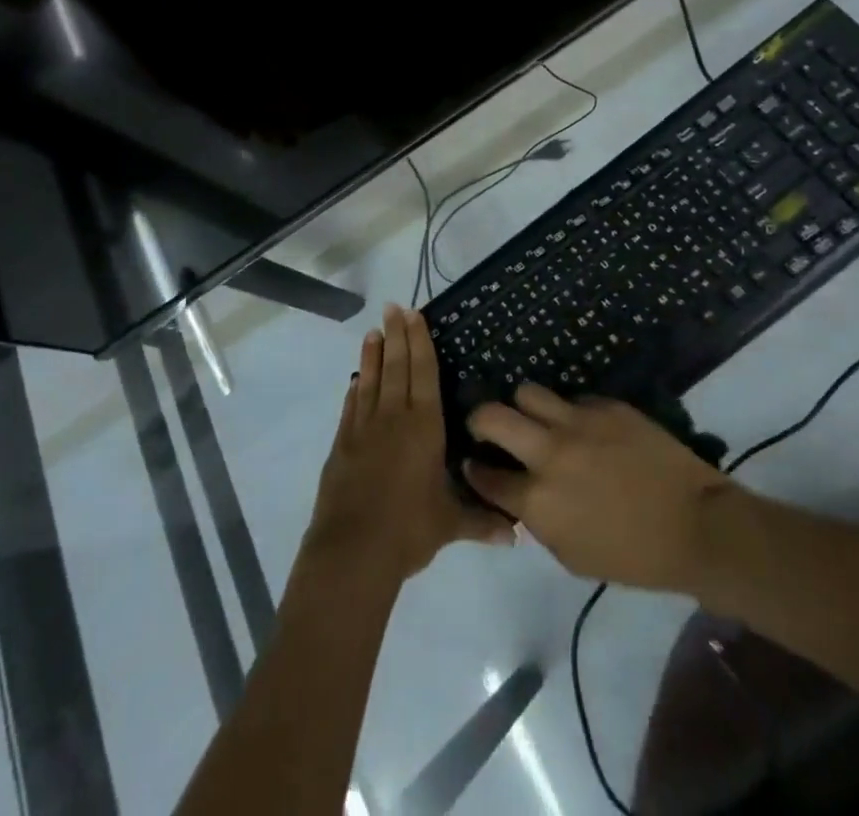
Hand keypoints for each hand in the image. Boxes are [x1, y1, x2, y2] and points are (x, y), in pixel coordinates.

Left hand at [303, 306, 514, 583]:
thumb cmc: (409, 529)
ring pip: (371, 380)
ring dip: (373, 354)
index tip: (414, 315)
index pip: (424, 373)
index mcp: (424, 427)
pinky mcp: (342, 445)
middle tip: (393, 307)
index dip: (420, 342)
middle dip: (396, 335)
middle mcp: (394, 418)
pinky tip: (357, 380)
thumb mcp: (450, 525)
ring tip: (374, 331)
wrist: (353, 550)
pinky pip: (352, 407)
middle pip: (396, 366)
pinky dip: (356, 389)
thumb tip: (517, 536)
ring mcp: (364, 428)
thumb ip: (482, 522)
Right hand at [464, 386, 734, 593]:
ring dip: (523, 407)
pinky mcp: (606, 405)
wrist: (696, 526)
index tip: (475, 463)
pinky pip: (573, 398)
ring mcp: (578, 422)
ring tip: (534, 418)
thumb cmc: (634, 557)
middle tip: (487, 428)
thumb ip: (538, 522)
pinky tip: (584, 427)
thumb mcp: (572, 556)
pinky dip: (569, 412)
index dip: (475, 469)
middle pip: (491, 416)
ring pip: (527, 392)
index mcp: (537, 500)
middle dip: (480, 420)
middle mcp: (549, 453)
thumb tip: (522, 497)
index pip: (486, 475)